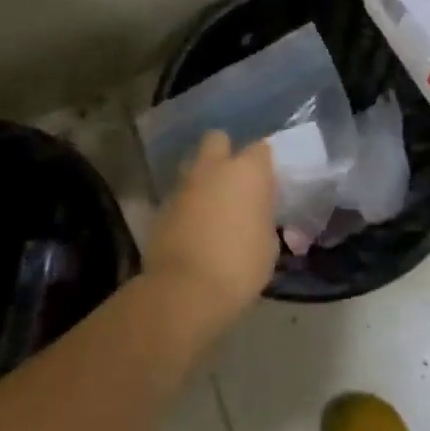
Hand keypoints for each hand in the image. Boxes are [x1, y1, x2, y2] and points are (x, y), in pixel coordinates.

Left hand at [143, 131, 278, 330]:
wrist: (184, 291)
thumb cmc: (239, 267)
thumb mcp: (268, 244)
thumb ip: (262, 217)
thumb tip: (254, 214)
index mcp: (247, 172)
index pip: (260, 149)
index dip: (262, 165)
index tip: (265, 185)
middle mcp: (214, 168)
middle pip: (218, 140)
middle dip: (224, 154)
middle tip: (232, 183)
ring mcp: (184, 185)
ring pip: (194, 166)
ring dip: (203, 179)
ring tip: (211, 206)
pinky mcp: (161, 206)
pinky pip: (179, 195)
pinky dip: (186, 205)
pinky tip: (192, 228)